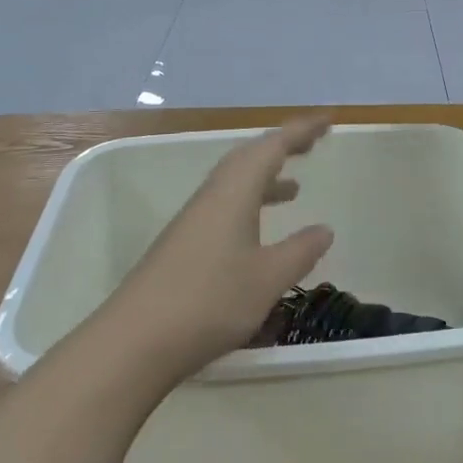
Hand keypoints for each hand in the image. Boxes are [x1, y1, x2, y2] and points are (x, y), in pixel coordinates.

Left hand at [104, 116, 335, 384]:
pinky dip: (249, 204)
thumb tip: (324, 230)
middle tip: (310, 146)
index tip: (328, 121)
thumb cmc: (209, 301)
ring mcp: (194, 220)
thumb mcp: (268, 278)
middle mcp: (213, 195)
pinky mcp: (183, 244)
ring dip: (265, 178)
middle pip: (250, 157)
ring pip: (235, 183)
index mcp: (235, 191)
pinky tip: (257, 233)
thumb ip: (299, 251)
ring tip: (293, 188)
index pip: (273, 146)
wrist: (134, 341)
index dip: (301, 131)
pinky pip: (224, 205)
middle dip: (281, 148)